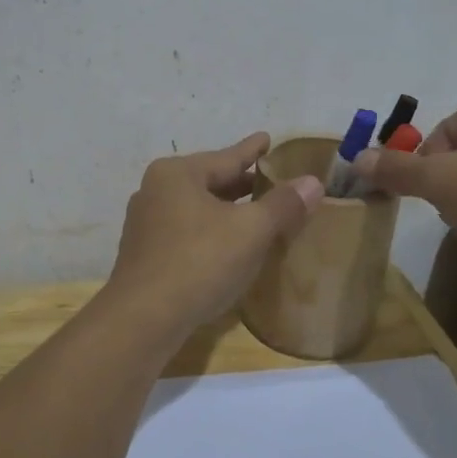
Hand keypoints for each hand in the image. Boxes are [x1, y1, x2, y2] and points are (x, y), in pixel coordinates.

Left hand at [106, 133, 323, 333]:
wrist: (143, 319)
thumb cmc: (199, 262)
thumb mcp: (251, 231)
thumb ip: (283, 205)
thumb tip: (313, 182)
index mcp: (177, 174)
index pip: (227, 157)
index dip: (253, 150)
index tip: (267, 138)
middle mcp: (156, 191)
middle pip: (210, 181)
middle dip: (241, 184)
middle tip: (272, 181)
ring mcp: (146, 224)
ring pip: (198, 209)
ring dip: (226, 211)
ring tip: (255, 212)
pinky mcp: (145, 255)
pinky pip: (187, 233)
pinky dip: (211, 233)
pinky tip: (229, 246)